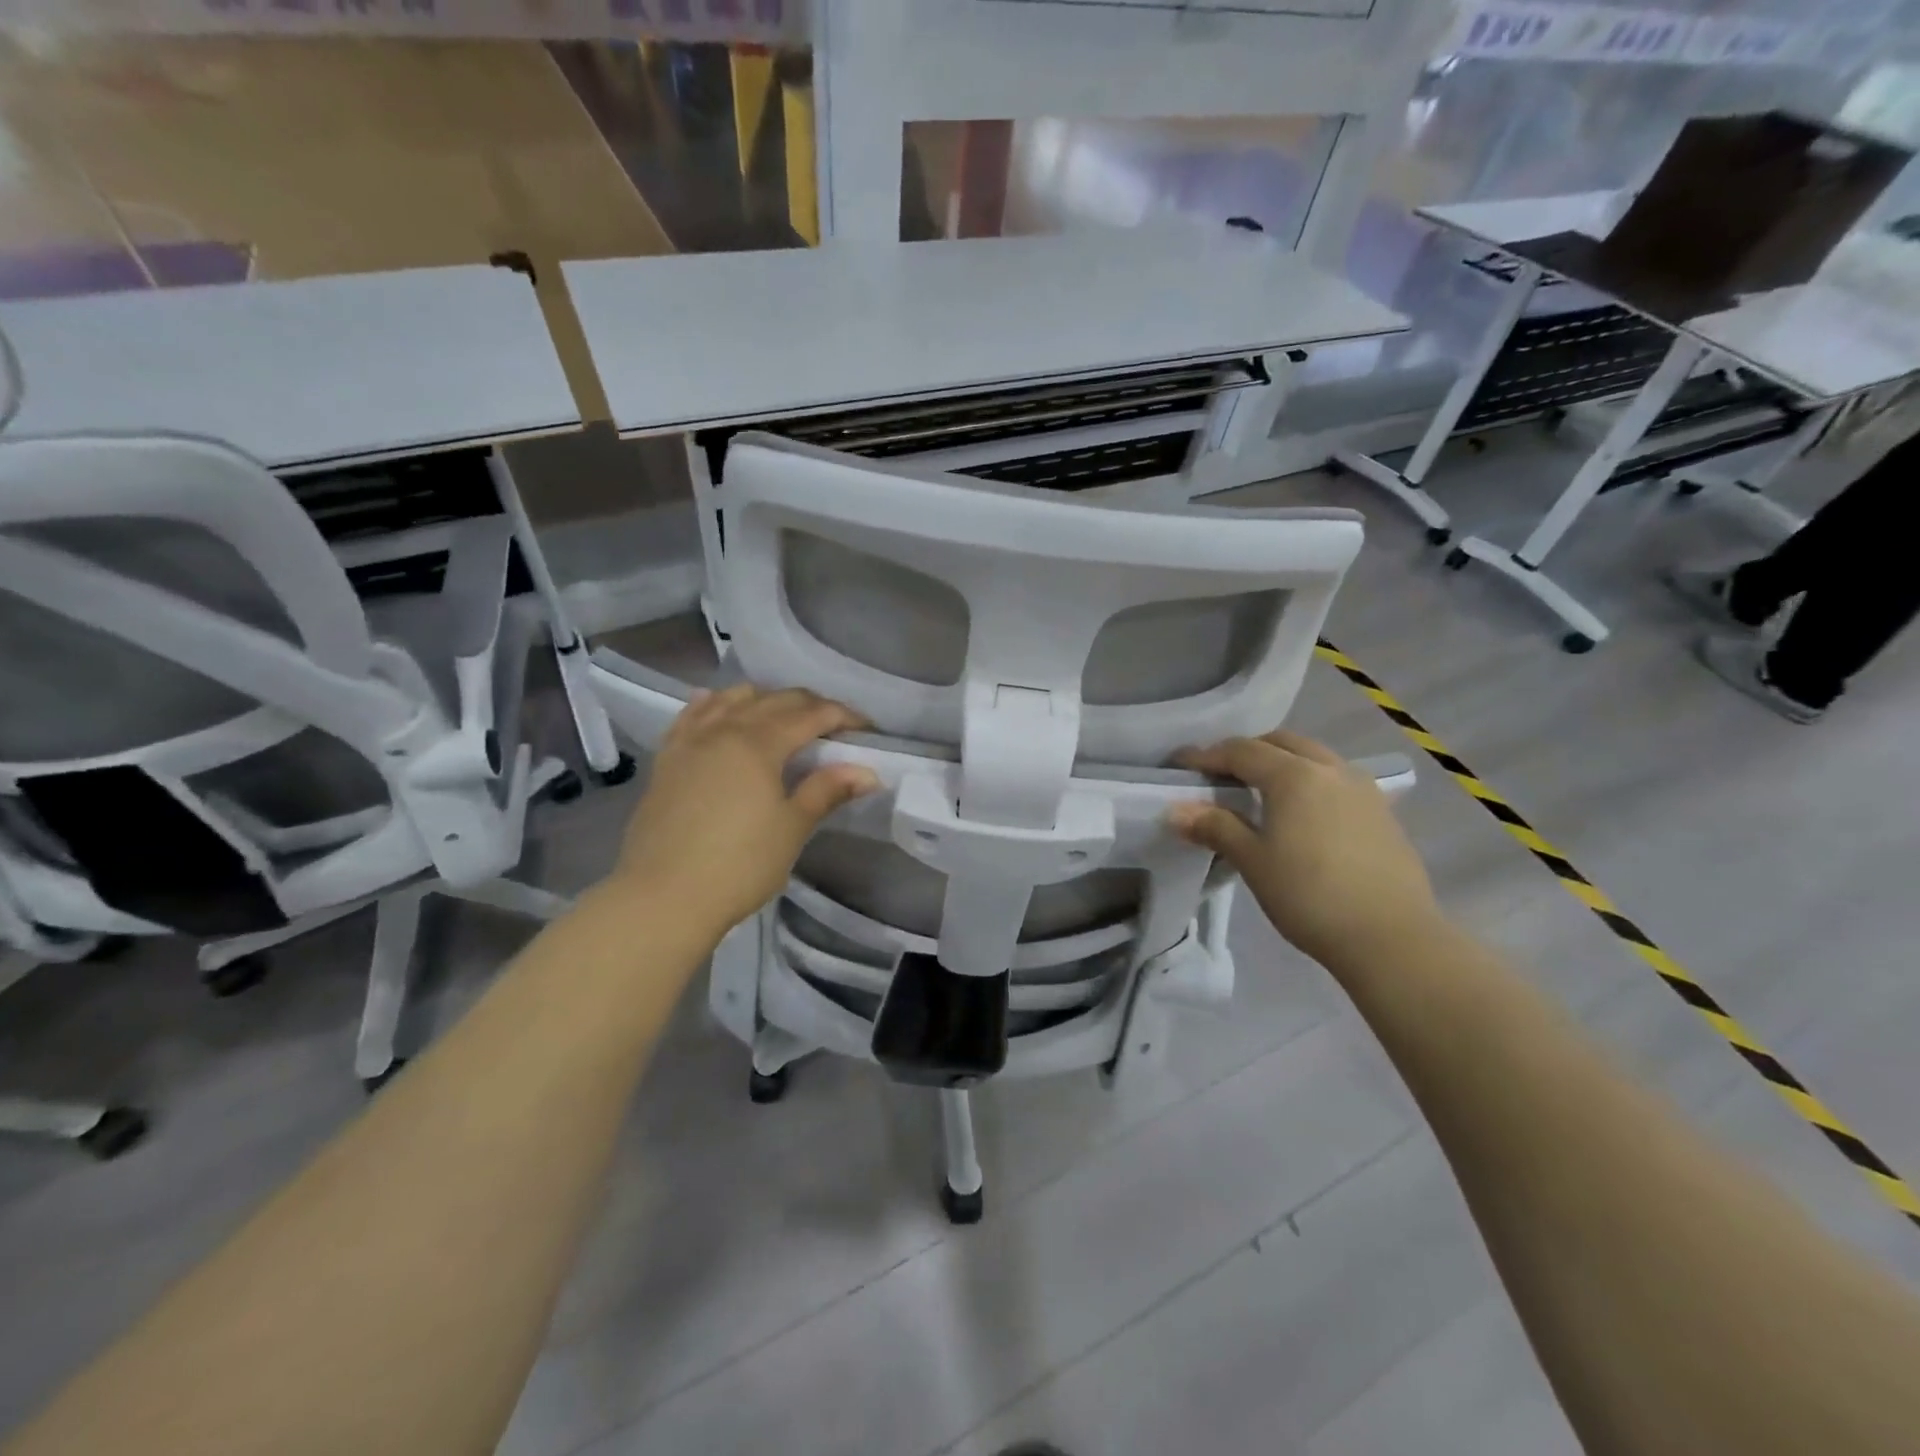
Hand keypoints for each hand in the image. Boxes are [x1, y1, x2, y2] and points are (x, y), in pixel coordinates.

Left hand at [609, 685, 878, 938]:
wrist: (662, 896)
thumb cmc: (739, 864)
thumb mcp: (792, 828)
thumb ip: (827, 790)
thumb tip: (868, 772)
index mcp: (759, 743)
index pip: (811, 714)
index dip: (843, 716)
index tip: (867, 729)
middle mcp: (724, 729)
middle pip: (775, 700)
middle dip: (810, 705)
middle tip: (835, 726)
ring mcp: (691, 741)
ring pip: (732, 699)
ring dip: (765, 699)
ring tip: (783, 718)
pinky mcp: (667, 758)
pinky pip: (693, 715)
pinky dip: (715, 704)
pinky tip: (720, 707)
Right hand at [1167, 730, 1439, 968]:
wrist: (1392, 938)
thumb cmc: (1310, 896)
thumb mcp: (1253, 861)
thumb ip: (1215, 827)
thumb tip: (1175, 810)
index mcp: (1294, 775)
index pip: (1241, 751)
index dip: (1206, 755)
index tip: (1179, 764)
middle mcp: (1331, 769)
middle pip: (1281, 742)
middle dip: (1247, 751)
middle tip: (1220, 774)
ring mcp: (1363, 789)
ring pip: (1314, 757)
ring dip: (1282, 762)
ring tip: (1259, 791)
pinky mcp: (1382, 812)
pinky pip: (1336, 780)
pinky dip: (1309, 781)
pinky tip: (1302, 814)